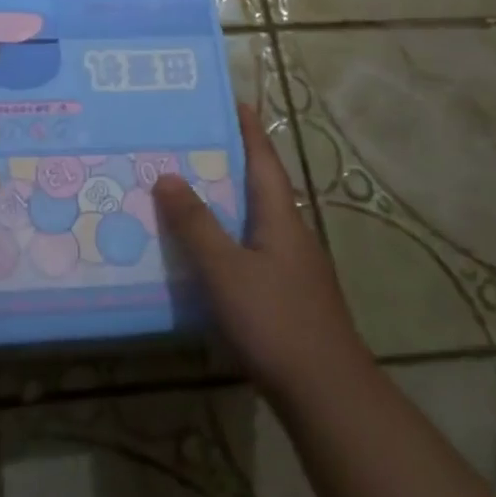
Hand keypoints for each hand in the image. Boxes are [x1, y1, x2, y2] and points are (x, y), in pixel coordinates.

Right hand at [153, 105, 364, 400]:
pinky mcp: (289, 295)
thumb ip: (196, 224)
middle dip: (231, 161)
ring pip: (256, 219)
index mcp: (280, 217)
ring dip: (227, 201)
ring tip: (189, 190)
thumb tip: (167, 175)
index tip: (233, 100)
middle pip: (260, 185)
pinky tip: (207, 253)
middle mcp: (290, 233)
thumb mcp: (227, 271)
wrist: (329, 396)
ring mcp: (294, 267)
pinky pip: (253, 249)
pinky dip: (229, 237)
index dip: (248, 128)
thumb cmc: (277, 322)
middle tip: (191, 142)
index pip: (263, 159)